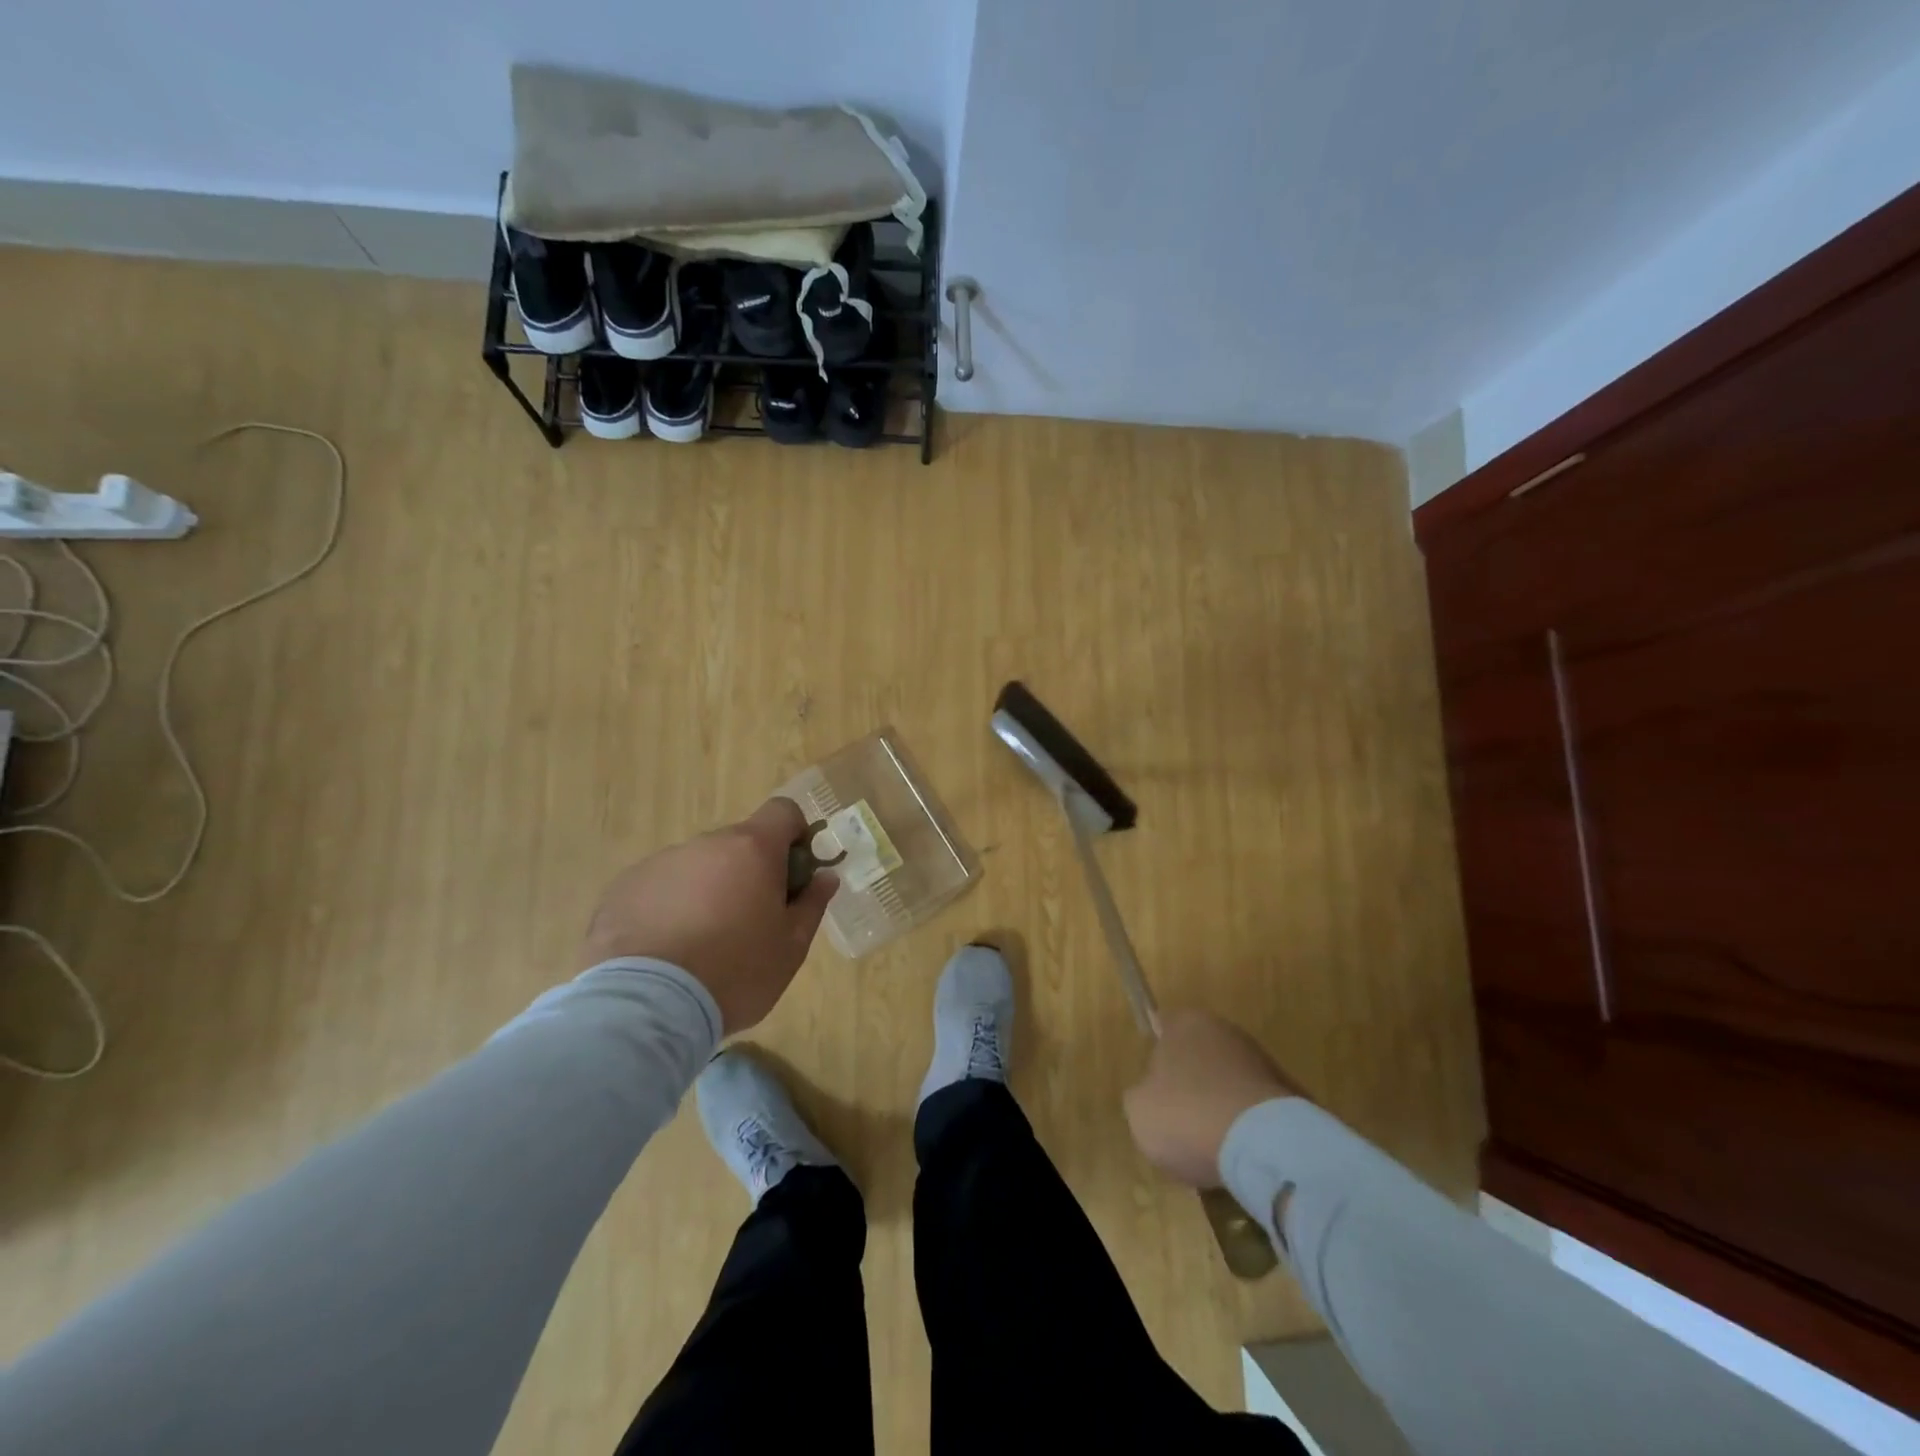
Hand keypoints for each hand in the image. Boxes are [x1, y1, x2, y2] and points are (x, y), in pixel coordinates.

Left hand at [581, 798, 837, 1033]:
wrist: (646, 1008)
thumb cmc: (735, 973)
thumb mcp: (791, 947)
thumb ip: (812, 904)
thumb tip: (825, 877)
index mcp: (752, 849)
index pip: (783, 811)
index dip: (795, 835)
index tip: (794, 874)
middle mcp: (705, 844)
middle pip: (738, 843)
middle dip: (749, 872)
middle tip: (750, 922)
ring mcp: (660, 863)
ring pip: (697, 867)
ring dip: (707, 890)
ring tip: (700, 945)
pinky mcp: (623, 889)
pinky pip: (660, 888)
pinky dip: (669, 908)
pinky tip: (665, 952)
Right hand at [1124, 1010, 1302, 1186]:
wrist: (1263, 1145)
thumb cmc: (1187, 1115)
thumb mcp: (1139, 1109)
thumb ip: (1142, 1094)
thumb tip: (1153, 1094)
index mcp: (1186, 1023)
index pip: (1164, 1029)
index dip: (1157, 1059)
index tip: (1154, 1090)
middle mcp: (1225, 1031)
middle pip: (1199, 1057)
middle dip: (1192, 1085)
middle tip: (1180, 1122)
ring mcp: (1262, 1062)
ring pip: (1229, 1084)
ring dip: (1221, 1107)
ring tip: (1212, 1148)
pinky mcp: (1291, 1096)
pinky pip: (1255, 1111)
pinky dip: (1248, 1128)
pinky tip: (1240, 1156)